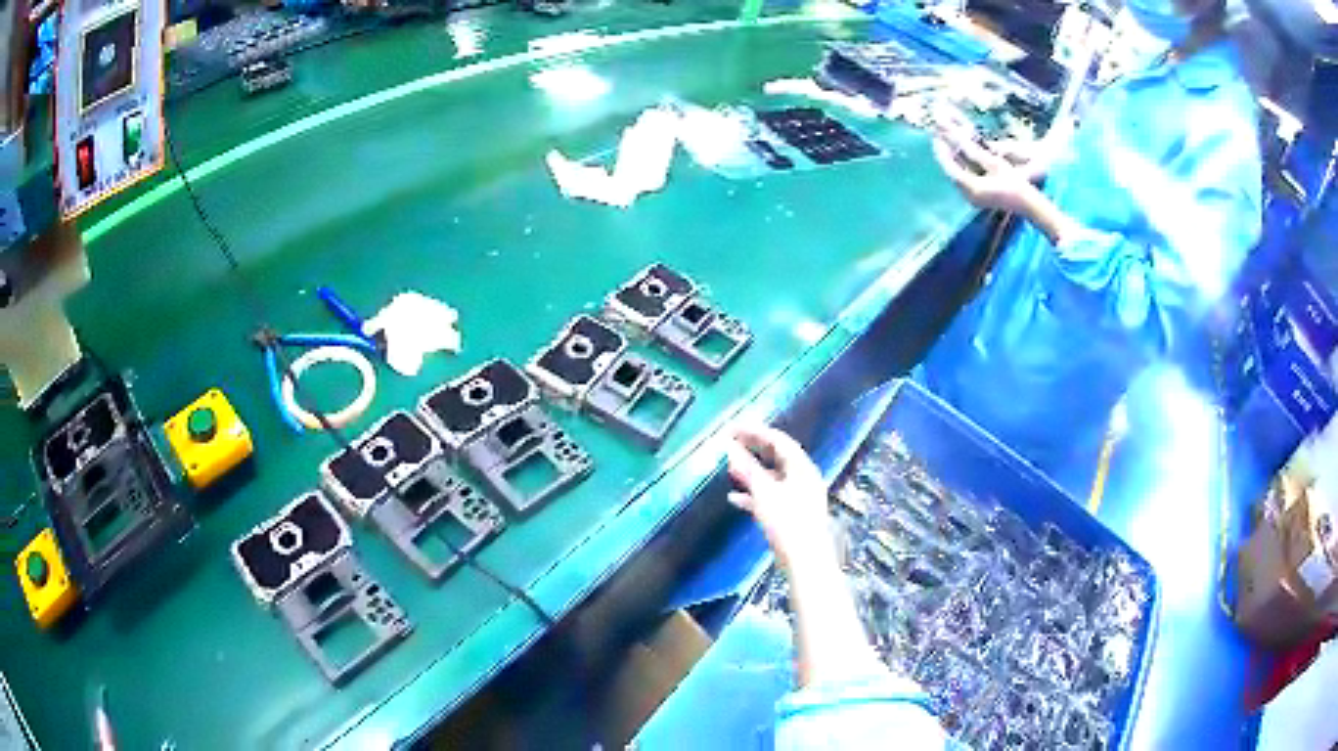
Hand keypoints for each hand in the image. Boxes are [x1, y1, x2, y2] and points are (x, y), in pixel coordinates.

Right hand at [726, 422, 836, 573]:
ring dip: (751, 472)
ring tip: (730, 469)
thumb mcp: (764, 493)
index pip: (778, 441)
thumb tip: (731, 448)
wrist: (805, 561)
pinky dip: (754, 494)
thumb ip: (747, 470)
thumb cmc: (788, 522)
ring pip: (772, 477)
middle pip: (776, 457)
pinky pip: (771, 496)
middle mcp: (803, 478)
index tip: (732, 429)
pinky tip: (734, 500)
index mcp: (801, 467)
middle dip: (753, 450)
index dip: (754, 432)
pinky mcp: (792, 514)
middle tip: (730, 443)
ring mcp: (798, 496)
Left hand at [932, 136, 1040, 214]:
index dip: (942, 151)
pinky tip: (958, 157)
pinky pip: (963, 181)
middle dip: (945, 154)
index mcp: (972, 187)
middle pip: (951, 172)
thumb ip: (975, 152)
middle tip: (938, 137)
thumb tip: (959, 139)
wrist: (1027, 204)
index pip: (950, 167)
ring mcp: (972, 199)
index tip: (936, 136)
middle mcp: (968, 195)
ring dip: (951, 160)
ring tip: (946, 143)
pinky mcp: (977, 198)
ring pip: (955, 176)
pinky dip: (959, 167)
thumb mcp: (995, 164)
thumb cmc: (1015, 183)